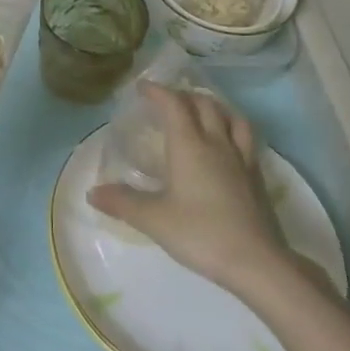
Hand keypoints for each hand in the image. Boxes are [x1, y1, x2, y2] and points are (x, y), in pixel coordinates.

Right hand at [86, 84, 292, 295]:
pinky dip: (232, 129)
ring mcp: (241, 159)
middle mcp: (217, 143)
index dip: (158, 91)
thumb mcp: (154, 219)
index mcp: (189, 145)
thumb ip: (122, 202)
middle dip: (184, 95)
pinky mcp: (257, 177)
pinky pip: (246, 139)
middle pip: (204, 104)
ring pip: (231, 117)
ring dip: (214, 107)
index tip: (142, 88)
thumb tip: (92, 192)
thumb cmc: (201, 233)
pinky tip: (227, 145)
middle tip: (168, 100)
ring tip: (202, 112)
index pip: (173, 104)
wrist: (257, 263)